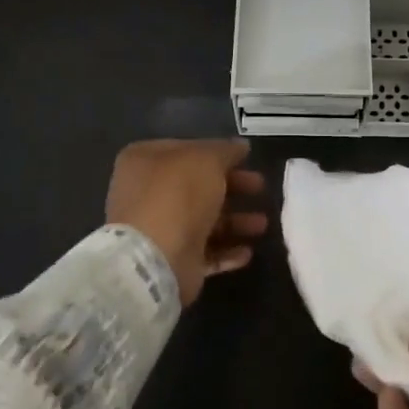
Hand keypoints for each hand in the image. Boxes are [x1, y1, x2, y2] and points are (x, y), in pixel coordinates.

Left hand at [105, 140, 267, 306]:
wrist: (154, 258)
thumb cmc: (177, 195)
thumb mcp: (206, 159)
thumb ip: (226, 151)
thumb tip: (240, 146)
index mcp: (145, 161)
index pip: (186, 150)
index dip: (217, 153)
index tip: (246, 159)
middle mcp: (147, 194)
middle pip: (197, 186)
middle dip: (233, 187)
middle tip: (260, 188)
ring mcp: (158, 230)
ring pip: (204, 221)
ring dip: (235, 222)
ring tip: (262, 224)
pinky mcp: (171, 261)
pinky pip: (204, 253)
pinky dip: (226, 251)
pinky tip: (247, 252)